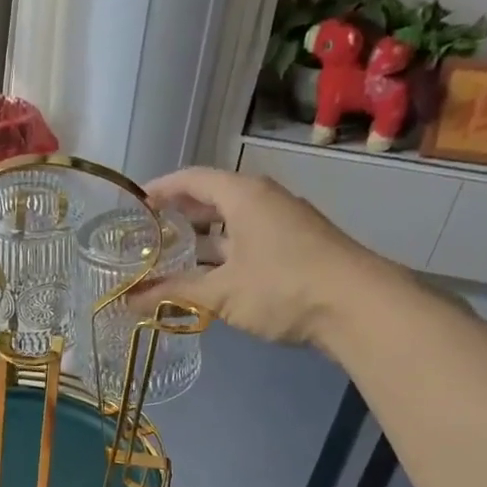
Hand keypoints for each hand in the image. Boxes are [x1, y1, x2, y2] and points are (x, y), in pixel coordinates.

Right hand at [135, 166, 383, 346]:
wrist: (357, 307)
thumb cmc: (282, 287)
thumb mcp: (222, 292)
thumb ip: (173, 292)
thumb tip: (128, 299)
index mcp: (243, 196)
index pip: (192, 179)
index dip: (160, 189)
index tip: (134, 203)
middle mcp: (263, 201)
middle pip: (213, 199)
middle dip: (180, 216)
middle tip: (148, 234)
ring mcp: (282, 225)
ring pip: (232, 225)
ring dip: (202, 241)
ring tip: (170, 258)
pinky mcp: (295, 249)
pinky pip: (248, 243)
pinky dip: (224, 255)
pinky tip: (209, 279)